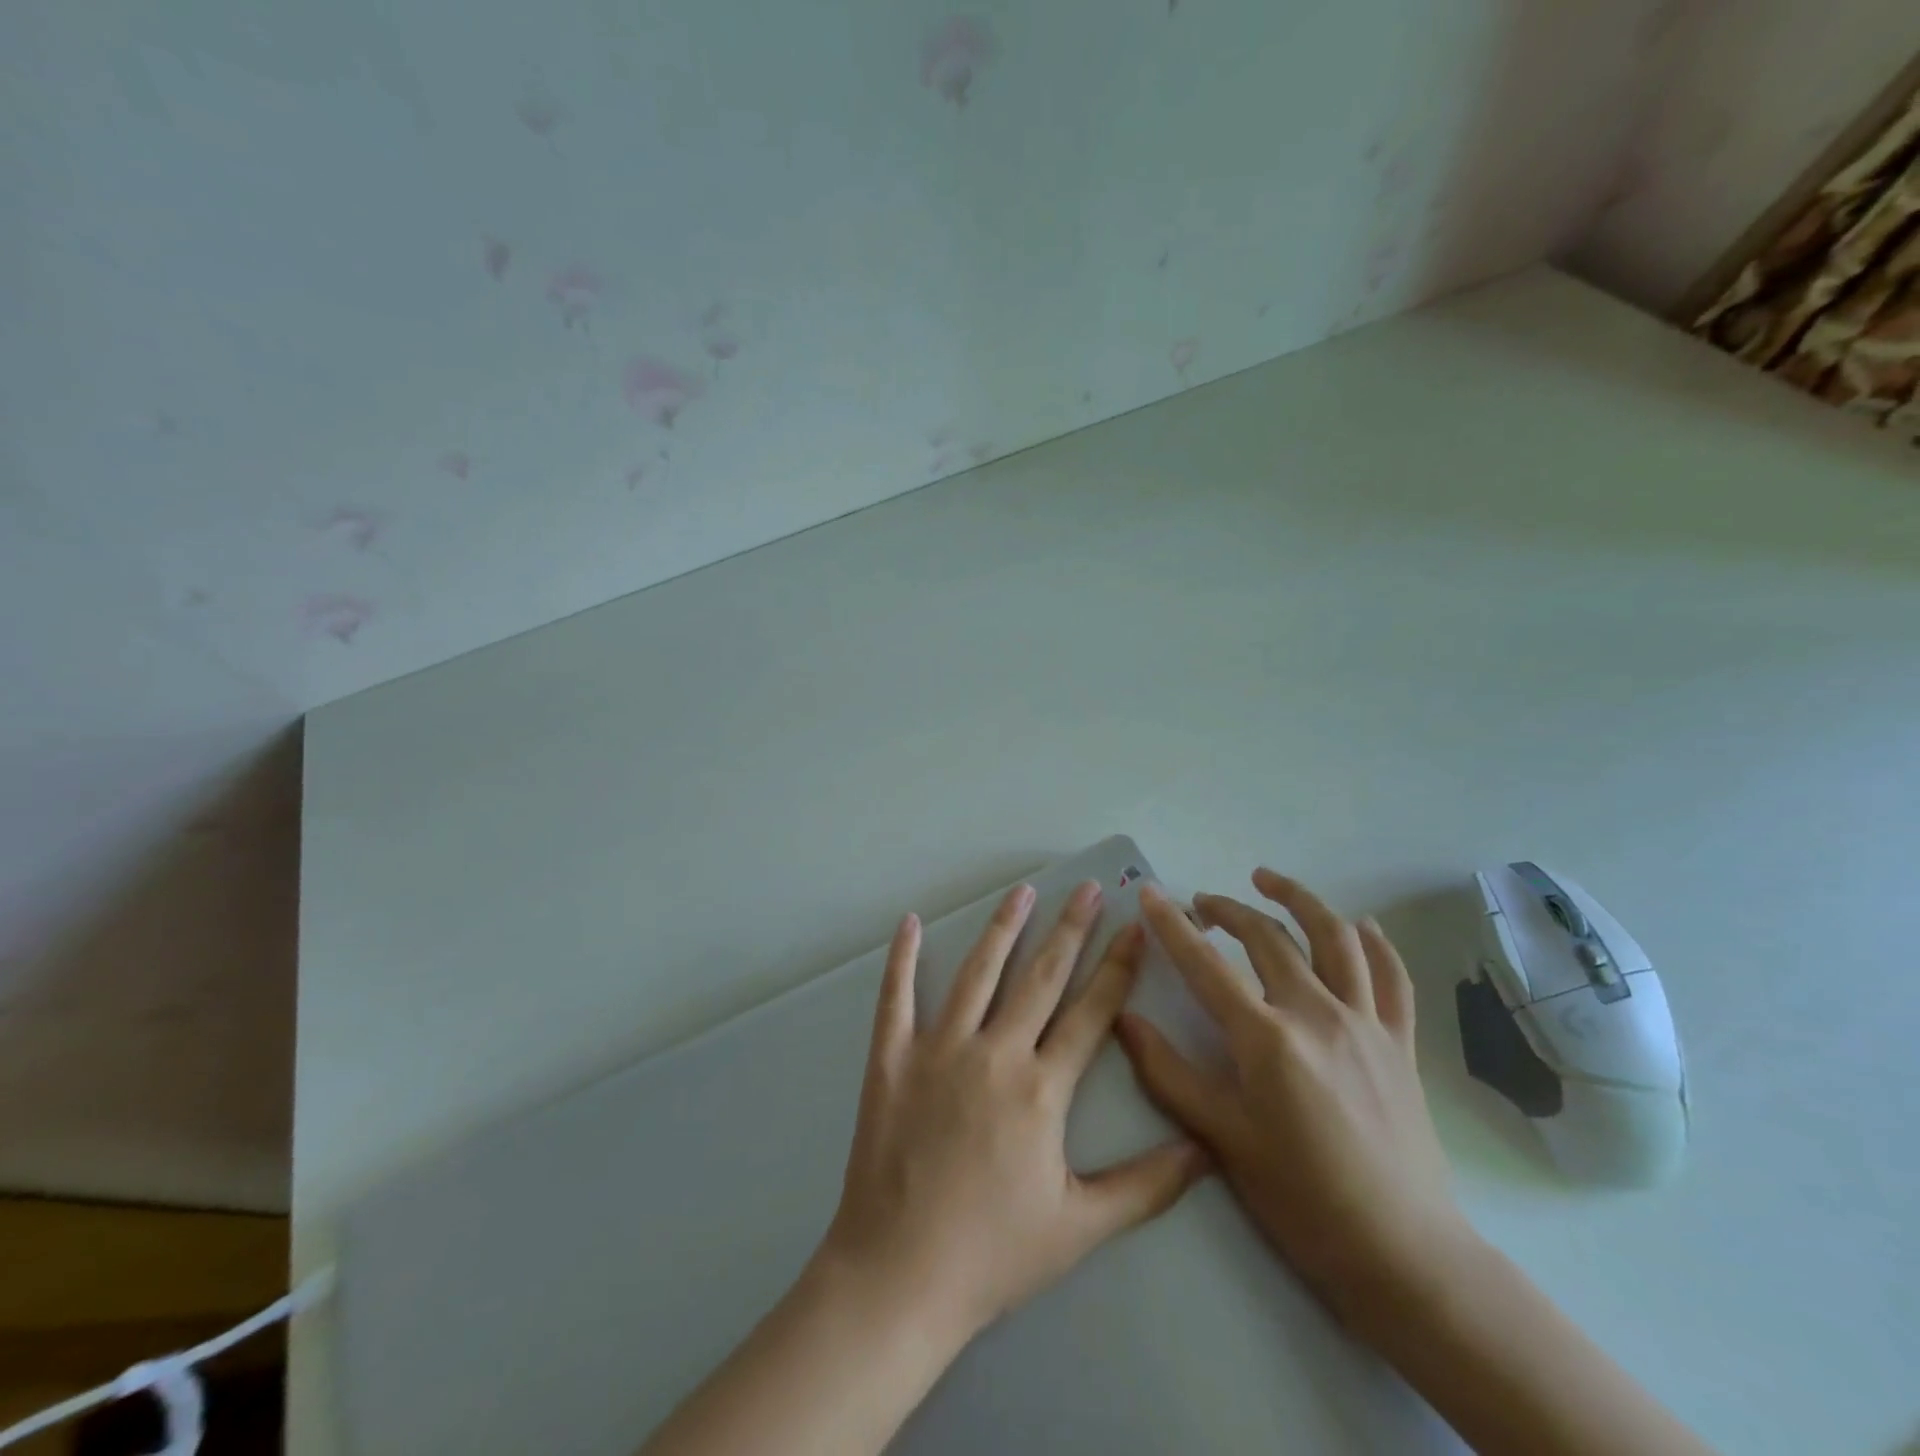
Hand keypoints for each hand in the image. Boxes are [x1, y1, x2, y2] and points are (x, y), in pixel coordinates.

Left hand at [816, 880, 1207, 1345]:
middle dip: (1069, 928)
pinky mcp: (891, 1058)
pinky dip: (903, 958)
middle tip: (1086, 887)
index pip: (1091, 1012)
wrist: (899, 1276)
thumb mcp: (1080, 1227)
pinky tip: (911, 923)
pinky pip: (896, 996)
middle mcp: (994, 1054)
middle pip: (1041, 977)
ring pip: (977, 973)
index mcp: (1041, 1089)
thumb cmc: (993, 1254)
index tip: (1134, 928)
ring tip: (1023, 890)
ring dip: (1003, 927)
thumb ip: (1147, 1185)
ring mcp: (938, 1050)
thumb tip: (1206, 1149)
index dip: (1117, 967)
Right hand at [1118, 873, 1469, 1326]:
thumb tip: (1123, 1019)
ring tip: (1268, 880)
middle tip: (1200, 903)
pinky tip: (1359, 923)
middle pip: (1267, 938)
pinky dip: (1375, 942)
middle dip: (1227, 909)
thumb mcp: (1221, 1139)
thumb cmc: (1301, 1199)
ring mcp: (1366, 1023)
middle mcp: (1318, 1014)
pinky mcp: (1401, 1042)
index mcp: (1267, 1038)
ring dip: (1299, 899)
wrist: (1402, 1254)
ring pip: (1334, 937)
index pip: (1206, 964)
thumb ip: (1167, 1073)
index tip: (1149, 894)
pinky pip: (1391, 977)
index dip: (1172, 926)